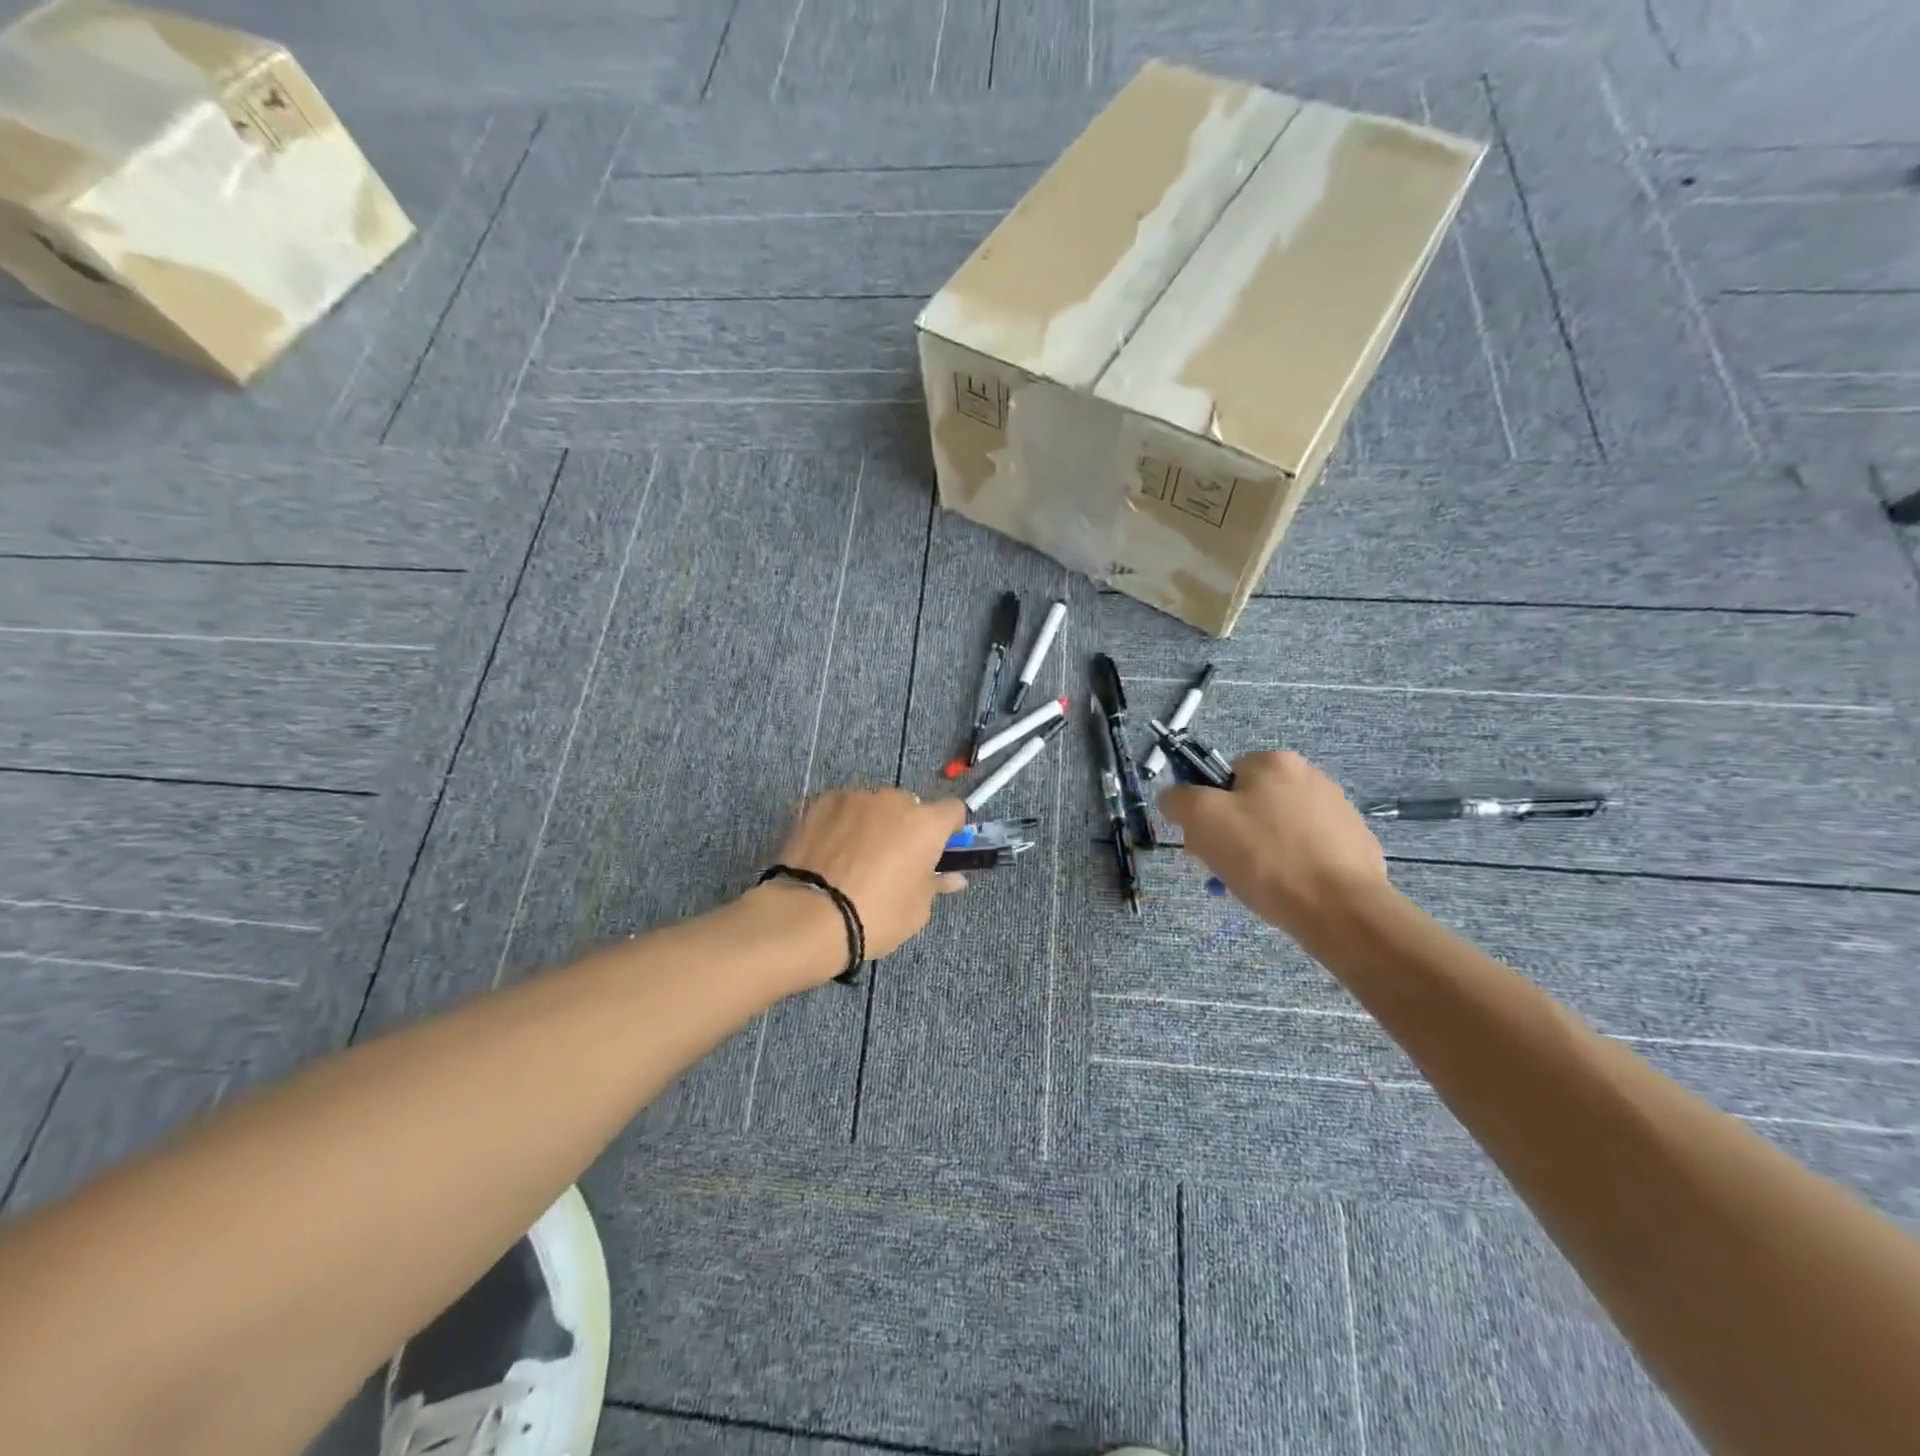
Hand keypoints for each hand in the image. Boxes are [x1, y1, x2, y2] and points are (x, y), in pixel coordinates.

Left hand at [764, 788, 966, 972]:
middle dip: (904, 827)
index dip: (948, 829)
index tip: (938, 850)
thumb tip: (952, 877)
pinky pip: (838, 809)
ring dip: (869, 823)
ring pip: (871, 805)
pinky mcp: (818, 802)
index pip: (953, 811)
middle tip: (890, 860)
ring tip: (850, 858)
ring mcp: (852, 797)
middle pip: (908, 806)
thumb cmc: (875, 917)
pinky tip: (825, 852)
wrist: (808, 916)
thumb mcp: (916, 910)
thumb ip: (935, 884)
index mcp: (925, 824)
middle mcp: (892, 800)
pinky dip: (838, 824)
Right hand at [1159, 751, 1392, 940]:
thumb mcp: (1202, 819)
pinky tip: (1288, 892)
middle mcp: (1311, 776)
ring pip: (1278, 830)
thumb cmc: (1266, 857)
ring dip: (1260, 854)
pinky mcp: (1356, 846)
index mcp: (1275, 762)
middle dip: (1232, 836)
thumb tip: (1174, 798)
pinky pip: (1308, 852)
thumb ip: (1179, 799)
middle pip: (1250, 805)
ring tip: (1257, 886)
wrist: (1341, 911)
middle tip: (1226, 869)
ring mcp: (1340, 812)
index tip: (1204, 844)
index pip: (1222, 779)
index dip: (1206, 812)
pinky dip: (1292, 868)